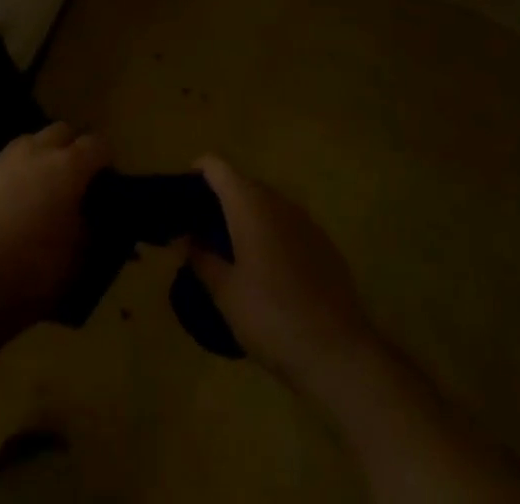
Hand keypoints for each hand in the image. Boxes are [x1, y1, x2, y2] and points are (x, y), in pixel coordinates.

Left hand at [0, 122, 109, 330]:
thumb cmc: (33, 273)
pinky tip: (6, 208)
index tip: (107, 182)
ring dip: (39, 158)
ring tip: (39, 190)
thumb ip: (90, 228)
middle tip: (74, 181)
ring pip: (28, 143)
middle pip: (61, 131)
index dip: (105, 161)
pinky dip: (10, 180)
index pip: (98, 145)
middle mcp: (35, 153)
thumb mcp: (78, 258)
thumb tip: (90, 217)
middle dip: (72, 148)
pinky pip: (0, 169)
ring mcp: (1, 162)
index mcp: (68, 167)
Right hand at [190, 155, 378, 395]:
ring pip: (266, 204)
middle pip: (241, 183)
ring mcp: (304, 220)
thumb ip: (200, 258)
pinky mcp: (322, 243)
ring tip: (230, 252)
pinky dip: (270, 234)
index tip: (181, 197)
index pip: (216, 166)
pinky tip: (266, 271)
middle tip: (200, 231)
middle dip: (219, 200)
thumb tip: (184, 238)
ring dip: (245, 217)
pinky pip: (287, 225)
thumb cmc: (272, 318)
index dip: (196, 173)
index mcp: (250, 203)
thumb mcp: (225, 293)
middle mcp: (278, 200)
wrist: (339, 353)